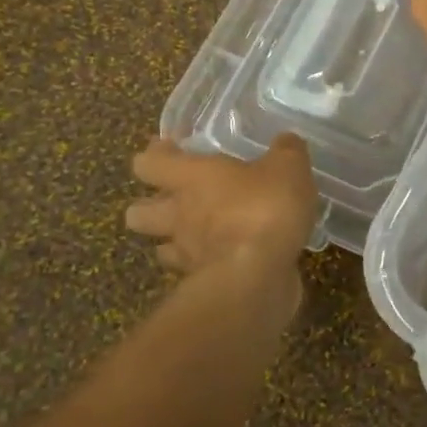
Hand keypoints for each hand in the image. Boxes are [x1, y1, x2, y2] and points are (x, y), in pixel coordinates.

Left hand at [125, 134, 318, 273]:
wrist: (258, 279)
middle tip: (174, 199)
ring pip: (160, 248)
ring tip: (195, 234)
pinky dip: (203, 267)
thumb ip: (287, 151)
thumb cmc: (264, 210)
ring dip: (171, 241)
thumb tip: (286, 141)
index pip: (149, 164)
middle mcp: (179, 214)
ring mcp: (187, 254)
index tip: (169, 151)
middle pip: (137, 212)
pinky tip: (225, 260)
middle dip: (147, 205)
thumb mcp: (288, 168)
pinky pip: (193, 273)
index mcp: (191, 178)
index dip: (154, 157)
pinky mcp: (203, 285)